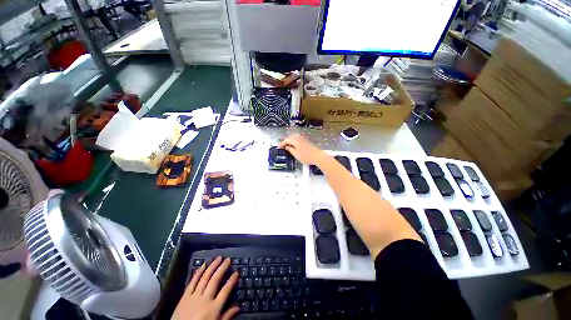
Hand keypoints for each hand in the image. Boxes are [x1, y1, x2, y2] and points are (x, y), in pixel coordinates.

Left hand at [172, 257, 239, 319]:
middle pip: (215, 280)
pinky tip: (203, 265)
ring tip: (218, 258)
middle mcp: (205, 299)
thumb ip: (227, 316)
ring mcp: (194, 296)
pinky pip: (192, 282)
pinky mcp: (185, 296)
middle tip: (228, 259)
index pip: (225, 291)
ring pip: (205, 278)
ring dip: (212, 266)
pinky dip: (198, 273)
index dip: (232, 280)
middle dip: (222, 268)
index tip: (237, 272)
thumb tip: (239, 307)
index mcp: (214, 308)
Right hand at [278, 134, 326, 165]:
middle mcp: (299, 137)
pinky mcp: (307, 140)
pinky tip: (295, 146)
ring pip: (295, 138)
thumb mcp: (296, 154)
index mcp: (295, 140)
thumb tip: (287, 147)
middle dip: (286, 141)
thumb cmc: (306, 156)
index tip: (279, 147)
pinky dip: (295, 142)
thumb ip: (290, 150)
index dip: (282, 144)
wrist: (317, 156)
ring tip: (288, 146)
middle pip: (290, 138)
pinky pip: (299, 139)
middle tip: (283, 146)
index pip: (286, 140)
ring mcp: (304, 138)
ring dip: (291, 141)